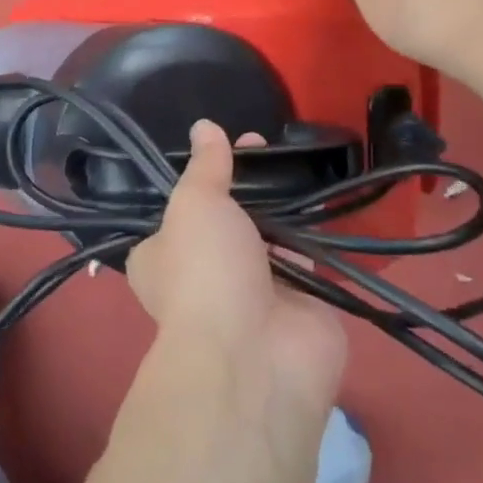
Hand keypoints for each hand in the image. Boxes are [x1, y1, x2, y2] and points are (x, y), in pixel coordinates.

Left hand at [127, 121, 345, 405]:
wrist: (256, 355)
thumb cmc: (205, 270)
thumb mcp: (194, 204)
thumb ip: (204, 166)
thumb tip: (204, 126)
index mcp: (160, 256)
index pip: (174, 210)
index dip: (197, 176)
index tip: (220, 144)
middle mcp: (202, 275)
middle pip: (225, 220)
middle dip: (243, 185)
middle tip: (263, 142)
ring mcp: (252, 292)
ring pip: (266, 237)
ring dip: (279, 206)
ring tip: (295, 159)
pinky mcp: (299, 304)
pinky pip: (306, 258)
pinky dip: (313, 233)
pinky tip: (322, 194)